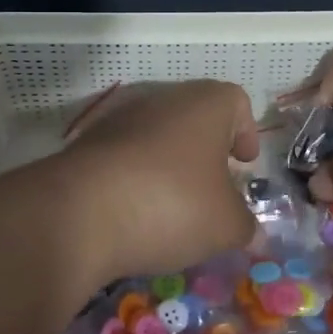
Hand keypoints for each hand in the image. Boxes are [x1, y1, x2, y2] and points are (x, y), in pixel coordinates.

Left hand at [50, 79, 260, 289]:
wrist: (78, 213)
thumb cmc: (172, 203)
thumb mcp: (225, 225)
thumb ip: (246, 227)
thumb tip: (254, 234)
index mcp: (206, 104)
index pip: (236, 102)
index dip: (246, 131)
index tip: (244, 164)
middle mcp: (163, 99)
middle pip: (195, 117)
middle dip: (207, 152)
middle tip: (214, 189)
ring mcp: (120, 118)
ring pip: (157, 135)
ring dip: (170, 164)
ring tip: (174, 206)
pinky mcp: (86, 144)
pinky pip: (125, 156)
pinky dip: (136, 177)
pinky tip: (136, 212)